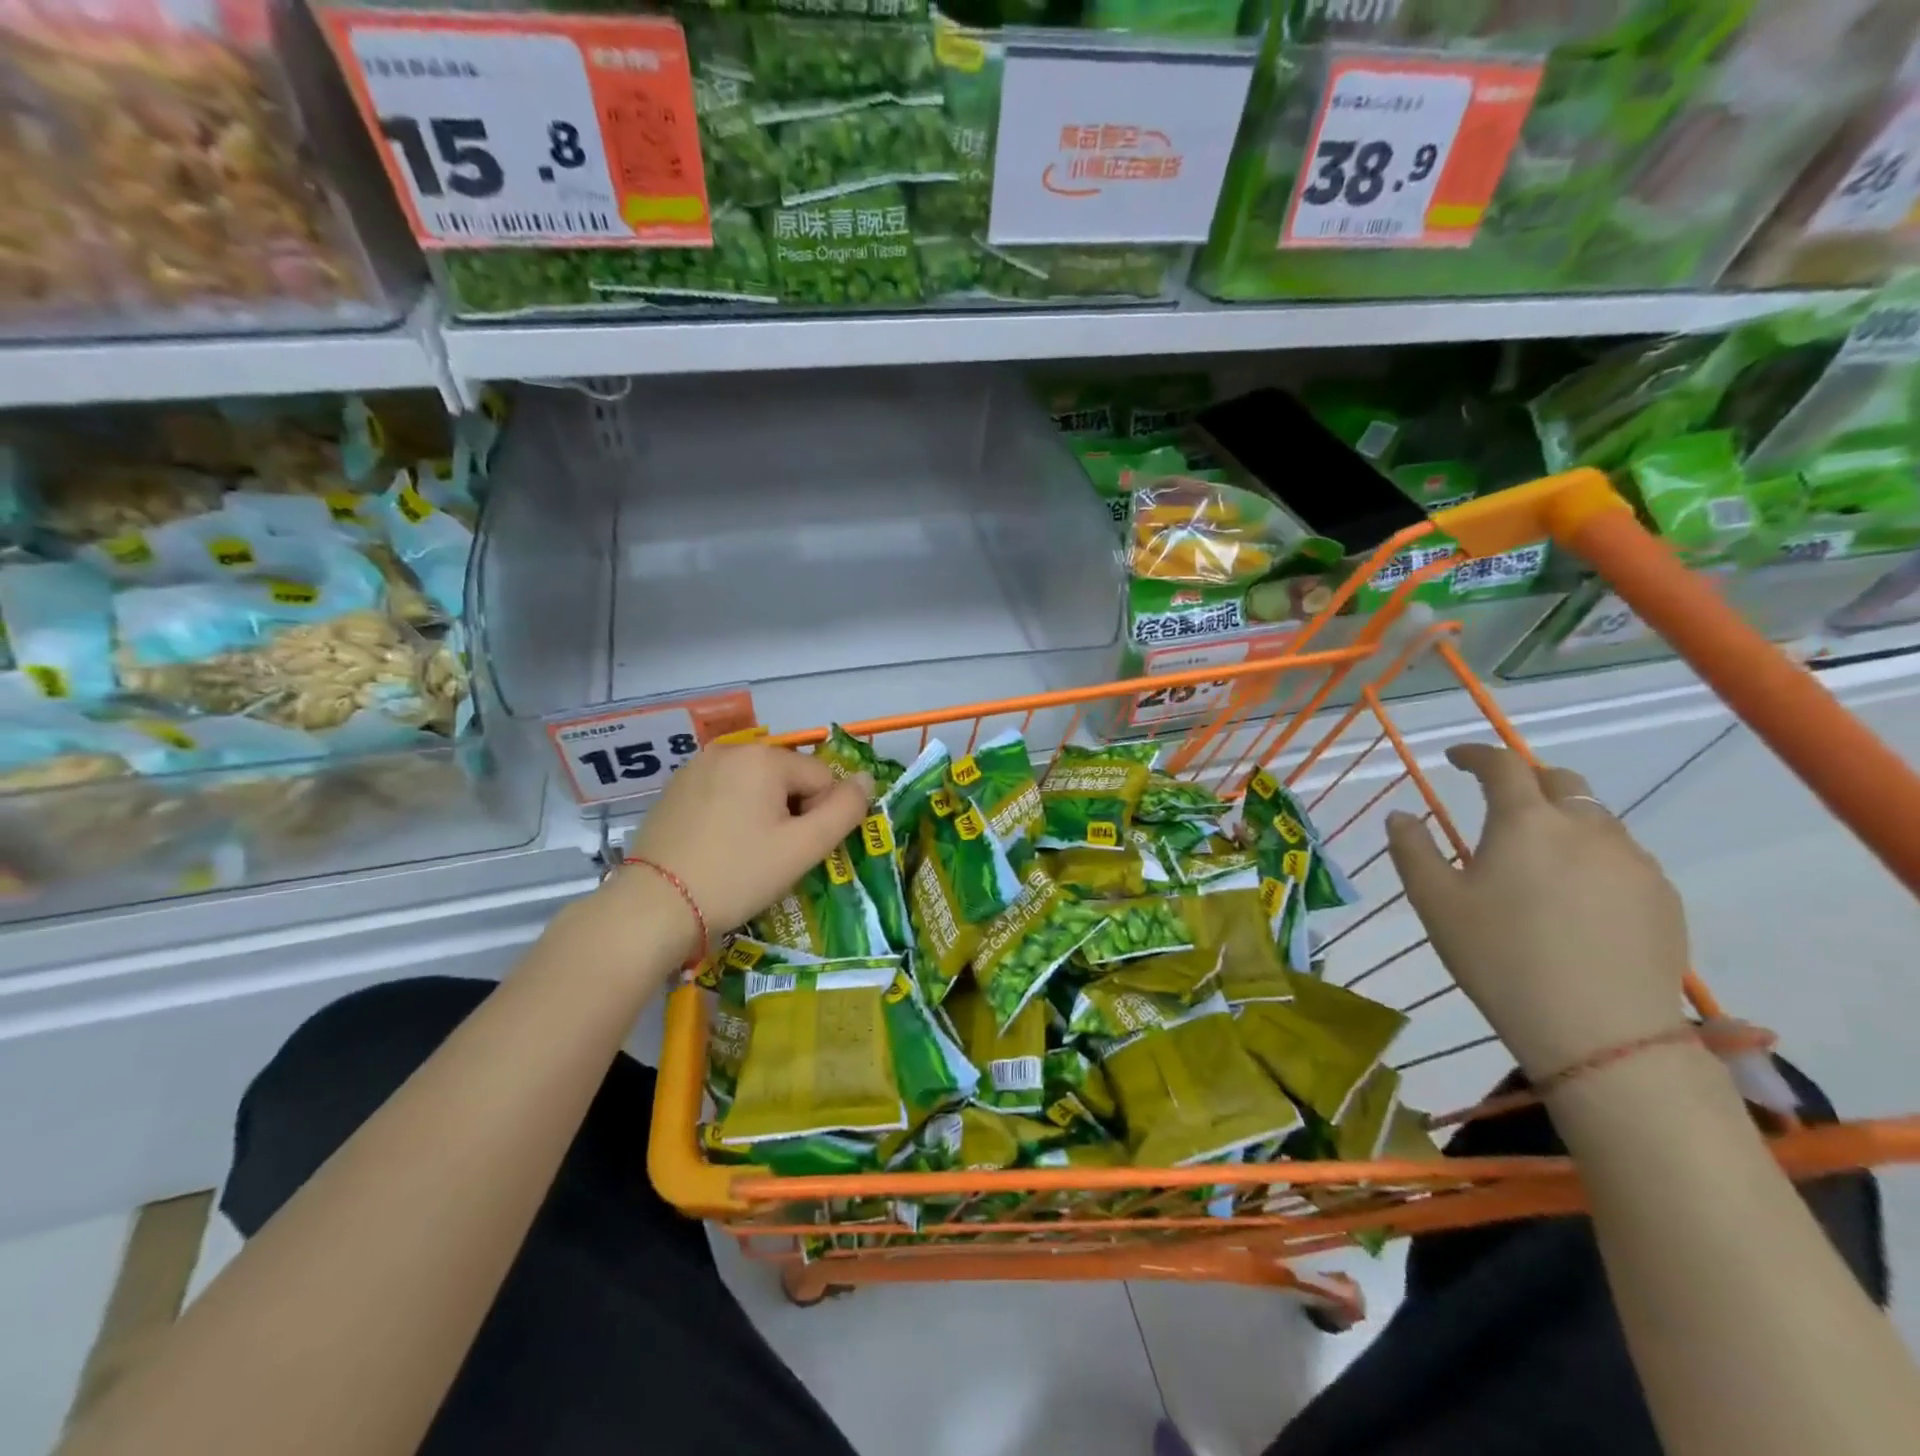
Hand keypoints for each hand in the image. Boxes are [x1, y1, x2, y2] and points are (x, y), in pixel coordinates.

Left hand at [615, 743, 871, 958]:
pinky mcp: (674, 789)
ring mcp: (697, 767)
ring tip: (744, 854)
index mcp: (764, 757)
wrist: (654, 907)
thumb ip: (846, 810)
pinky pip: (724, 793)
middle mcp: (730, 750)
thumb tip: (868, 779)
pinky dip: (732, 814)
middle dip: (791, 813)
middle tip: (772, 856)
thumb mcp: (803, 848)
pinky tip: (718, 847)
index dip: (820, 818)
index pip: (822, 779)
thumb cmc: (737, 875)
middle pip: (788, 778)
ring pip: (756, 786)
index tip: (795, 852)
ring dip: (763, 814)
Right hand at [1385, 743, 1691, 1080]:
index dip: (1476, 754)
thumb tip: (1401, 815)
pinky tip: (1575, 896)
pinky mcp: (1663, 897)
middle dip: (1525, 779)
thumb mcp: (1435, 903)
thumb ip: (1412, 850)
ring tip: (1537, 855)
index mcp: (1526, 821)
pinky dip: (1591, 856)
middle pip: (1560, 780)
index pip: (1503, 764)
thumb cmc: (1501, 958)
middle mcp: (1585, 827)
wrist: (1601, 1033)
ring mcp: (1633, 862)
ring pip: (1594, 818)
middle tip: (1499, 801)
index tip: (1455, 758)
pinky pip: (1621, 857)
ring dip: (1561, 819)